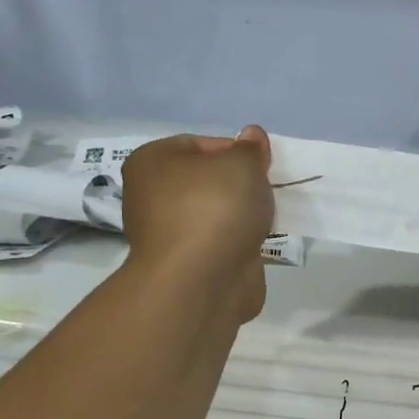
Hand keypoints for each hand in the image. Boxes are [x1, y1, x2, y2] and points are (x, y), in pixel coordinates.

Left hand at [120, 128, 274, 324]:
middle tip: (267, 191)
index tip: (261, 167)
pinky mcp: (187, 263)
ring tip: (267, 218)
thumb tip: (251, 136)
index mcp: (152, 162)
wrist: (201, 281)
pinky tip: (259, 242)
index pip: (203, 144)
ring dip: (242, 215)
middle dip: (242, 185)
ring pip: (217, 212)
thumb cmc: (215, 208)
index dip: (238, 152)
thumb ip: (250, 149)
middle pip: (210, 179)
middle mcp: (151, 195)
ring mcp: (168, 233)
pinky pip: (221, 241)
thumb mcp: (243, 163)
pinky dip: (239, 241)